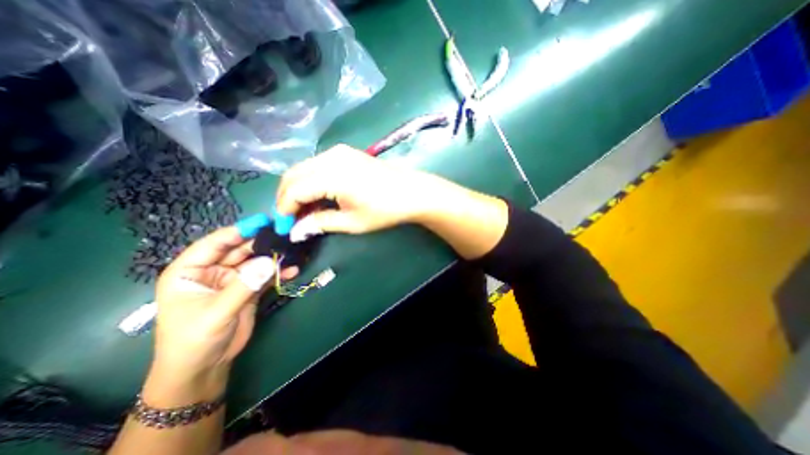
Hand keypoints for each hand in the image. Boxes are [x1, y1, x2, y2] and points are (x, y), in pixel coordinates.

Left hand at [151, 228, 295, 383]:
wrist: (205, 368)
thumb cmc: (194, 340)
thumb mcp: (216, 312)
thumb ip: (243, 286)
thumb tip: (271, 262)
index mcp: (191, 271)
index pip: (214, 244)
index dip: (237, 232)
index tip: (262, 222)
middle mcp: (213, 271)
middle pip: (239, 250)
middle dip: (261, 243)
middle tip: (285, 235)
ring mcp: (233, 279)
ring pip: (256, 261)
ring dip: (273, 257)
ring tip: (293, 250)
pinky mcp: (249, 289)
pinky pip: (265, 276)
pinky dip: (279, 272)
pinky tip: (293, 269)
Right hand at [276, 143, 445, 237]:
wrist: (411, 191)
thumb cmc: (384, 210)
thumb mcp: (351, 222)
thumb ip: (320, 223)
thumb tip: (296, 230)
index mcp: (331, 176)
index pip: (293, 191)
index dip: (285, 210)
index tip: (285, 227)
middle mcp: (329, 158)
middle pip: (293, 175)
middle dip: (286, 198)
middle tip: (291, 219)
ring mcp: (338, 151)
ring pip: (303, 168)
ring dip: (297, 188)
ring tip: (304, 209)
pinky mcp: (345, 152)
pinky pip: (317, 164)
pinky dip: (310, 179)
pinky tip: (317, 194)